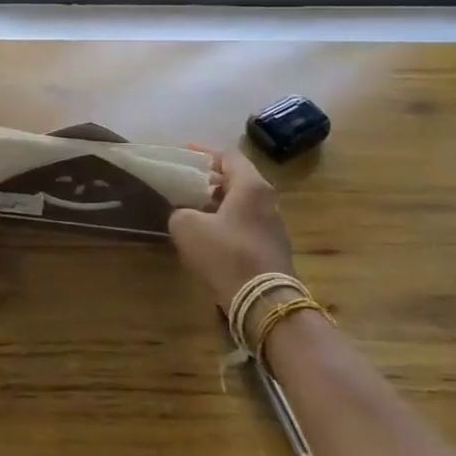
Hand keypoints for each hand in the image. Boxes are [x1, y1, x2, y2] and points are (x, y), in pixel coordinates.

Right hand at [168, 149, 295, 307]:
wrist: (262, 302)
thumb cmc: (225, 253)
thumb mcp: (187, 227)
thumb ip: (181, 211)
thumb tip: (185, 214)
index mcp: (251, 186)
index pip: (229, 156)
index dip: (204, 153)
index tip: (184, 155)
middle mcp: (268, 200)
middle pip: (237, 179)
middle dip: (210, 179)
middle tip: (186, 183)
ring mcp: (274, 226)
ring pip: (242, 204)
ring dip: (218, 203)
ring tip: (193, 209)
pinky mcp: (273, 249)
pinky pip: (246, 224)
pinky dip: (227, 222)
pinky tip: (209, 235)